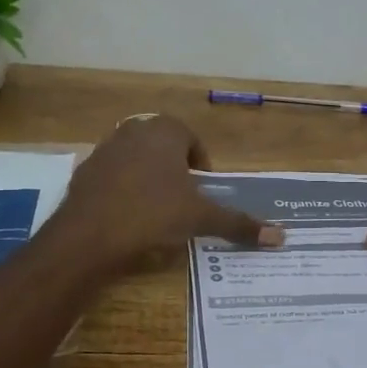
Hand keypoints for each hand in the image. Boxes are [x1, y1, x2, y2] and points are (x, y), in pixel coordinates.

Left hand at [56, 115, 282, 271]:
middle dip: (175, 171)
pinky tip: (126, 218)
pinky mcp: (84, 171)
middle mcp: (134, 130)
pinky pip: (112, 177)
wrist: (88, 235)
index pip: (192, 140)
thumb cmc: (152, 214)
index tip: (202, 192)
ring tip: (155, 212)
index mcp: (165, 131)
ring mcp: (105, 149)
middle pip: (163, 147)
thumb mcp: (200, 218)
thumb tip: (281, 237)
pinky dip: (122, 191)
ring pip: (136, 160)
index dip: (201, 166)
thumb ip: (238, 224)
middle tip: (182, 202)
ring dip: (148, 179)